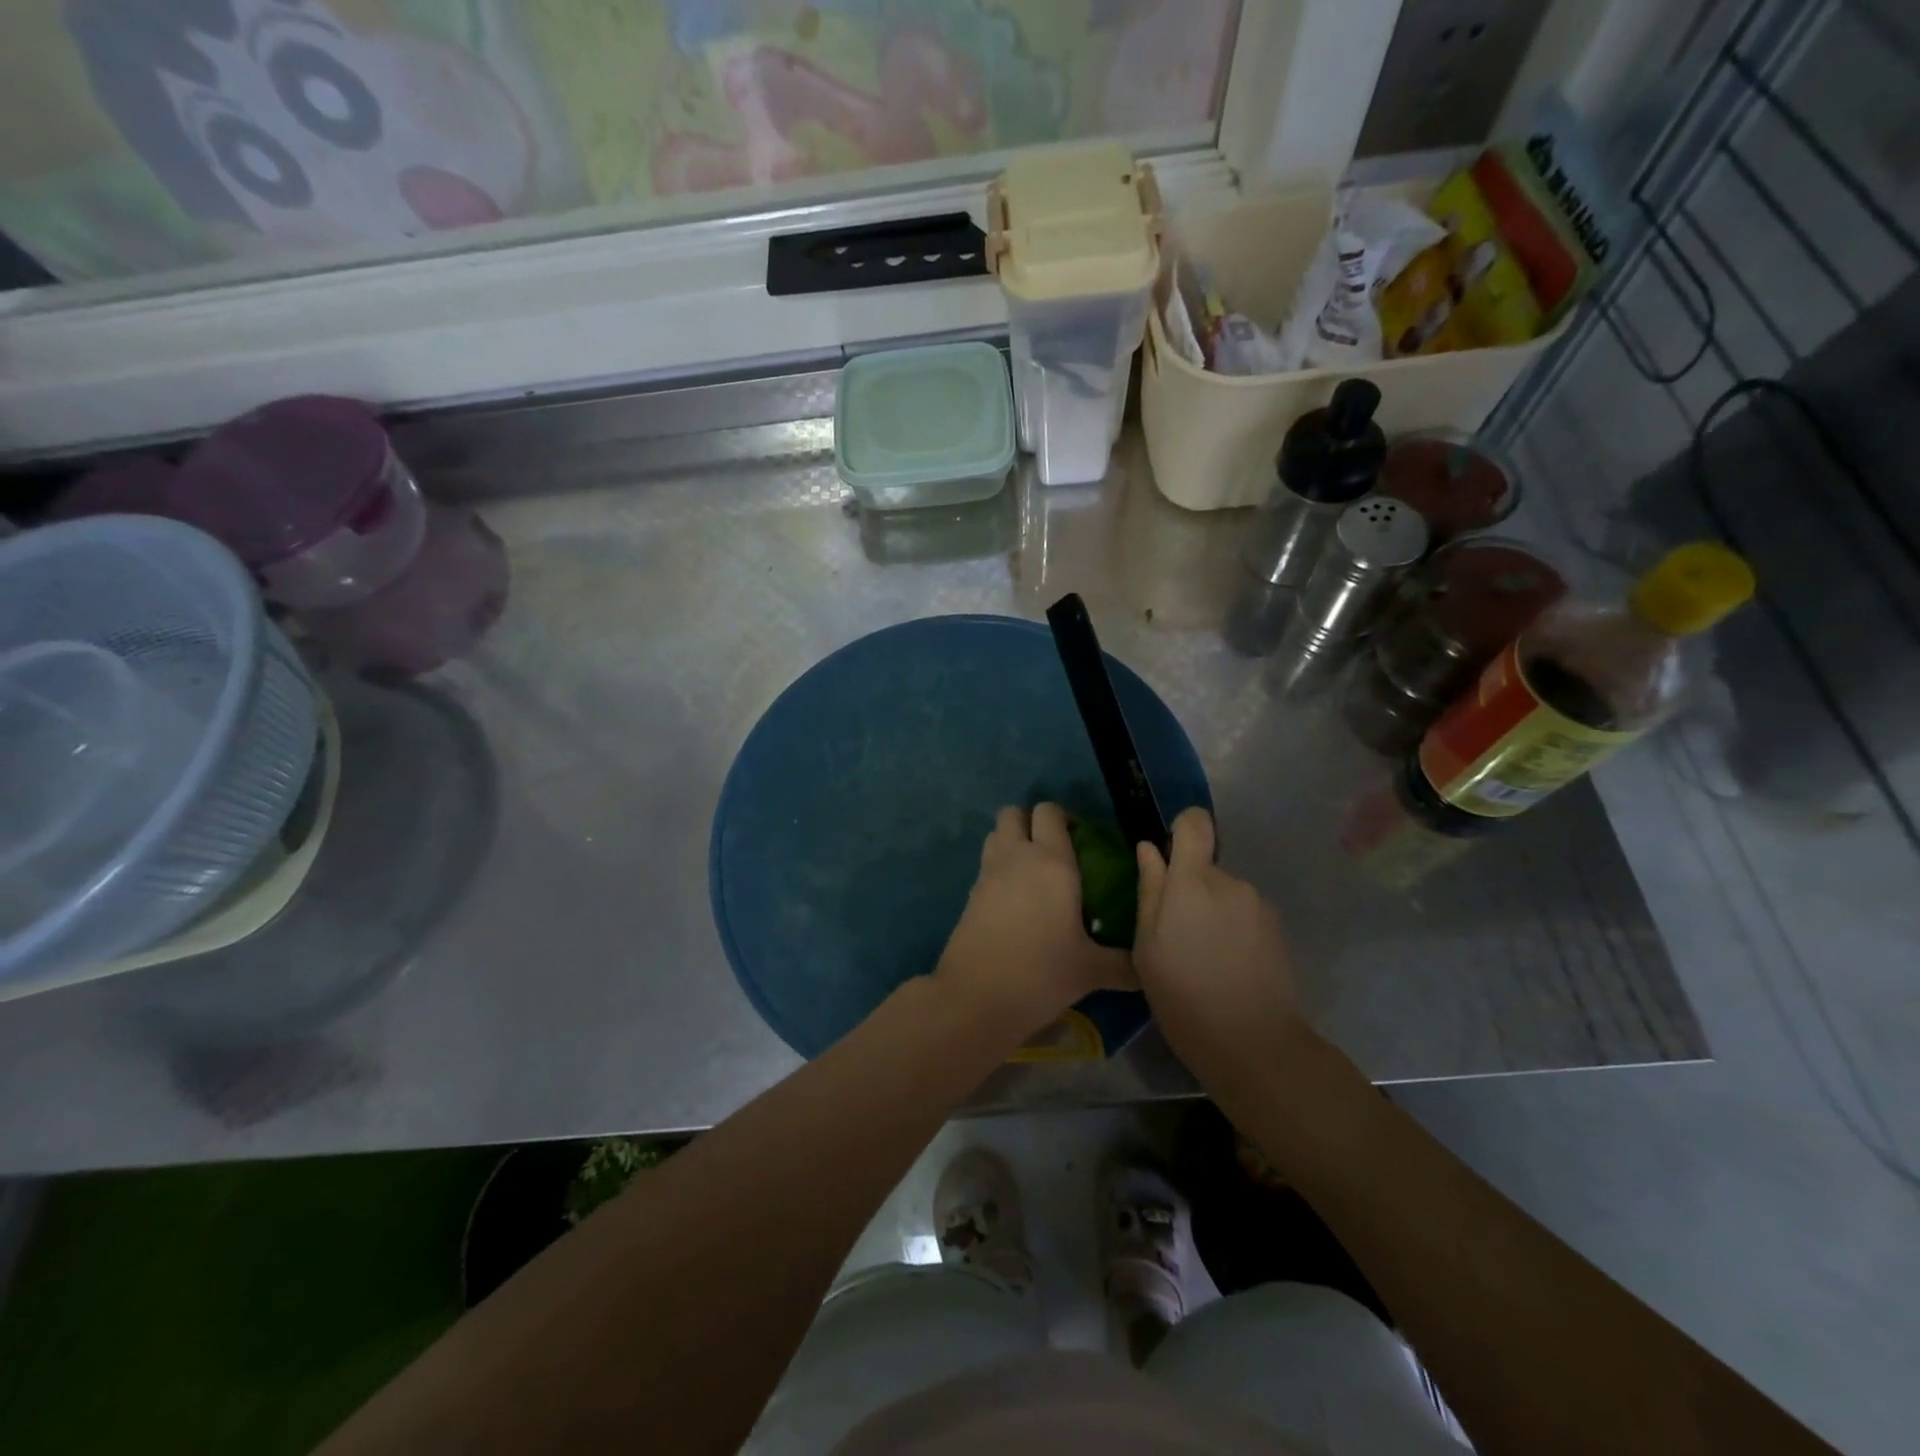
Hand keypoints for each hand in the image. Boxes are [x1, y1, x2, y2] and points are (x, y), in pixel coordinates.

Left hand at [934, 804, 1135, 1043]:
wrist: (976, 997)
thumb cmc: (1041, 973)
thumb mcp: (1091, 971)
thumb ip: (1123, 964)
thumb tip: (1146, 969)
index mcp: (1052, 862)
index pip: (1050, 812)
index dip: (1064, 817)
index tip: (1080, 840)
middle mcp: (1016, 857)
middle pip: (1013, 813)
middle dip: (1031, 821)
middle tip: (1054, 849)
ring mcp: (988, 873)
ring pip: (996, 835)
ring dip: (1012, 841)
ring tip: (1033, 871)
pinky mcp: (969, 894)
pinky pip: (986, 864)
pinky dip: (999, 869)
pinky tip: (1016, 901)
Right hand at [1134, 807, 1304, 1087]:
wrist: (1254, 1044)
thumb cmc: (1183, 996)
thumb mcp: (1147, 948)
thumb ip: (1149, 891)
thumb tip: (1149, 850)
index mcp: (1193, 882)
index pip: (1195, 823)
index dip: (1181, 828)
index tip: (1168, 856)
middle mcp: (1231, 882)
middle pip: (1205, 866)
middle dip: (1189, 890)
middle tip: (1175, 935)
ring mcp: (1259, 905)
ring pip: (1225, 893)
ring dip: (1211, 912)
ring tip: (1202, 958)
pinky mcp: (1277, 929)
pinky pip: (1244, 914)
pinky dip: (1232, 930)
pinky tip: (1227, 967)